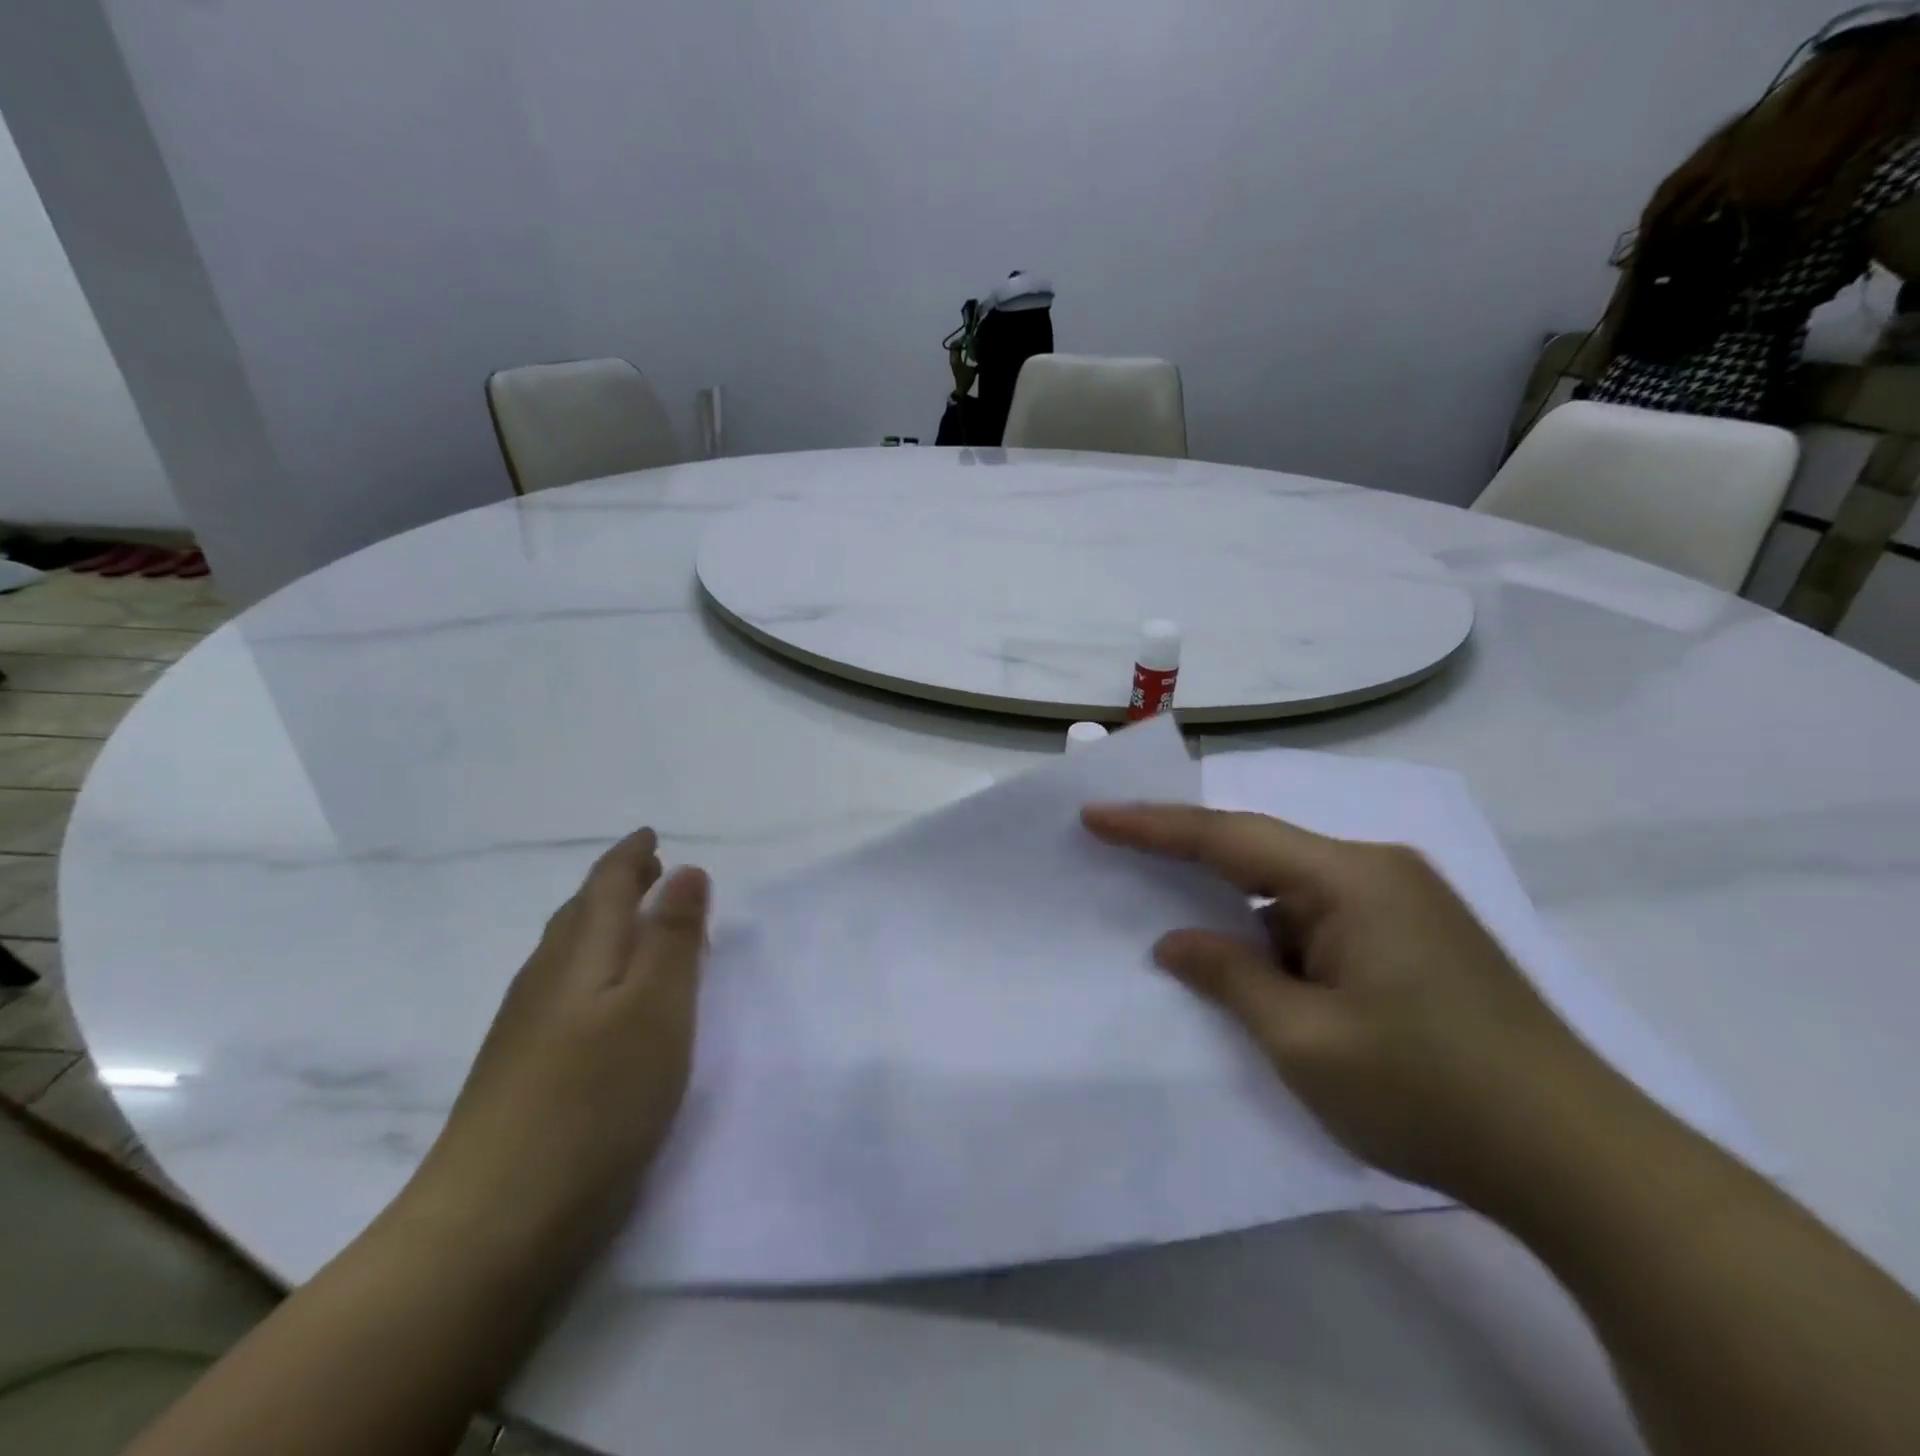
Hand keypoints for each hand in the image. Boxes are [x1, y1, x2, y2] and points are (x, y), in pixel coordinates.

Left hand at [405, 829, 710, 1260]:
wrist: (491, 1226)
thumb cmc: (595, 1100)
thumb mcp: (658, 1009)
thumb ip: (675, 938)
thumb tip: (687, 871)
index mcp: (580, 953)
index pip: (606, 884)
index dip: (631, 855)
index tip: (652, 836)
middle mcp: (546, 979)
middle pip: (582, 913)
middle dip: (618, 885)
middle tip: (653, 871)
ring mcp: (525, 1029)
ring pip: (569, 954)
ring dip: (606, 926)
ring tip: (640, 925)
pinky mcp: (522, 1073)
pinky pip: (565, 991)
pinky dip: (595, 970)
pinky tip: (605, 1000)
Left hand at [948, 342, 977, 399]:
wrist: (961, 390)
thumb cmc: (966, 380)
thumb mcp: (973, 370)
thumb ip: (977, 362)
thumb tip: (981, 355)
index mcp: (955, 359)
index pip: (954, 345)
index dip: (960, 340)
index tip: (967, 337)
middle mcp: (952, 360)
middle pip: (954, 347)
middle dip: (960, 342)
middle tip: (968, 339)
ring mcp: (953, 363)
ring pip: (955, 351)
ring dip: (961, 347)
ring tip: (968, 345)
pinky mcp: (955, 366)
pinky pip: (957, 355)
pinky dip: (961, 352)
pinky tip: (968, 352)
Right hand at [1083, 804, 1610, 1205]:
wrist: (1585, 1163)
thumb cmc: (1431, 1094)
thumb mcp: (1306, 1041)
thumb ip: (1230, 977)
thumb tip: (1176, 942)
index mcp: (1351, 878)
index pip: (1230, 836)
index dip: (1154, 826)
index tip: (1095, 815)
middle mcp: (1379, 870)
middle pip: (1262, 849)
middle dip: (1189, 856)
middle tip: (1119, 852)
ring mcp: (1405, 902)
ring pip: (1292, 886)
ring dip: (1238, 907)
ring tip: (1178, 922)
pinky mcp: (1418, 937)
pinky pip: (1322, 915)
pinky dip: (1277, 933)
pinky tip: (1255, 964)